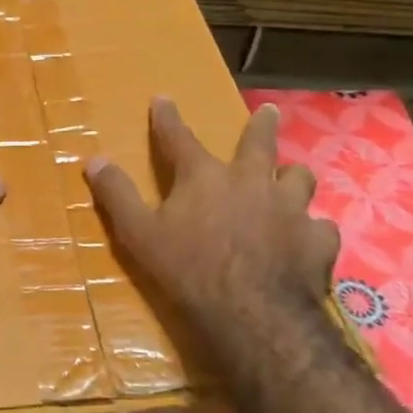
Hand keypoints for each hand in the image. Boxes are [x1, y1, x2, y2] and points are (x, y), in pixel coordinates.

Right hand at [85, 98, 339, 355]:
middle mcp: (251, 182)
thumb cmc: (188, 270)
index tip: (162, 98)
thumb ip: (117, 195)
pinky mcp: (317, 240)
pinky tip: (307, 238)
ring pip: (299, 178)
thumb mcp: (139, 234)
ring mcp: (290, 208)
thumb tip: (93, 160)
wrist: (253, 314)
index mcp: (204, 177)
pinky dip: (311, 229)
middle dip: (261, 125)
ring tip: (290, 177)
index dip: (167, 118)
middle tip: (269, 112)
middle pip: (259, 143)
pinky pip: (319, 226)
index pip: (179, 138)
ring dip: (291, 176)